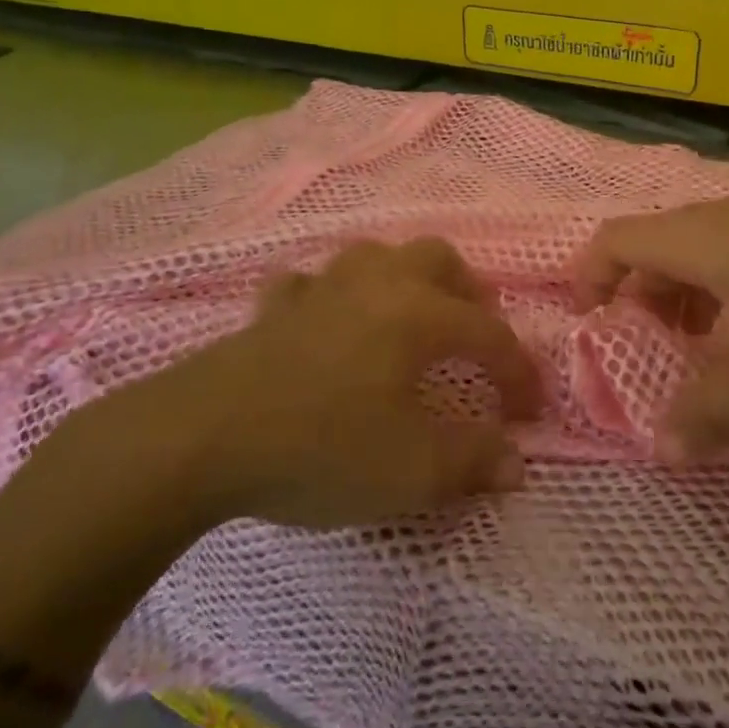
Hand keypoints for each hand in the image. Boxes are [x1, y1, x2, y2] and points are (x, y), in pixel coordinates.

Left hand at [113, 237, 543, 530]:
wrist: (201, 440)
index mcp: (418, 314)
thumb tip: (515, 462)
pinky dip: (328, 299)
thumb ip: (473, 461)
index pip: (490, 334)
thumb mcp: (412, 470)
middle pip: (438, 259)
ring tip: (411, 319)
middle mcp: (375, 286)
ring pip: (374, 256)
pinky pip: (309, 286)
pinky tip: (326, 324)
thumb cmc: (321, 448)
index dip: (519, 373)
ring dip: (403, 280)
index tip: (527, 415)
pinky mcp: (271, 311)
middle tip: (477, 338)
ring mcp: (319, 291)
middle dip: (469, 295)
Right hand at [572, 185, 728, 462]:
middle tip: (654, 355)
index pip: (615, 241)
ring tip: (713, 352)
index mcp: (703, 239)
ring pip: (709, 251)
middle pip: (659, 246)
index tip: (591, 326)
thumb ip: (710, 415)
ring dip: (692, 299)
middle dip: (643, 301)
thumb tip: (662, 449)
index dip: (589, 279)